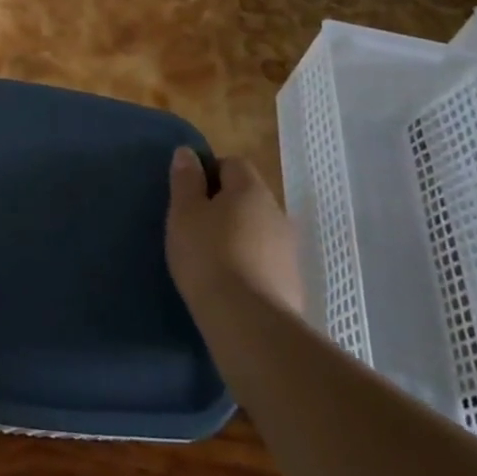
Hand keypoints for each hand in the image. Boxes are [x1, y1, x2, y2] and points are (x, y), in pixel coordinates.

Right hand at [165, 149, 303, 319]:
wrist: (249, 323)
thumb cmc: (208, 255)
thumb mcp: (184, 212)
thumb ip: (186, 180)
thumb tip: (188, 152)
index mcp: (250, 189)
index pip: (232, 163)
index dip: (209, 172)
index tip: (189, 195)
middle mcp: (277, 212)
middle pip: (248, 197)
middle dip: (224, 206)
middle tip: (196, 226)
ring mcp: (289, 250)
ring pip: (259, 230)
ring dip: (238, 236)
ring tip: (211, 258)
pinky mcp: (293, 283)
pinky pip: (266, 261)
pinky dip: (250, 264)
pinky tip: (230, 283)